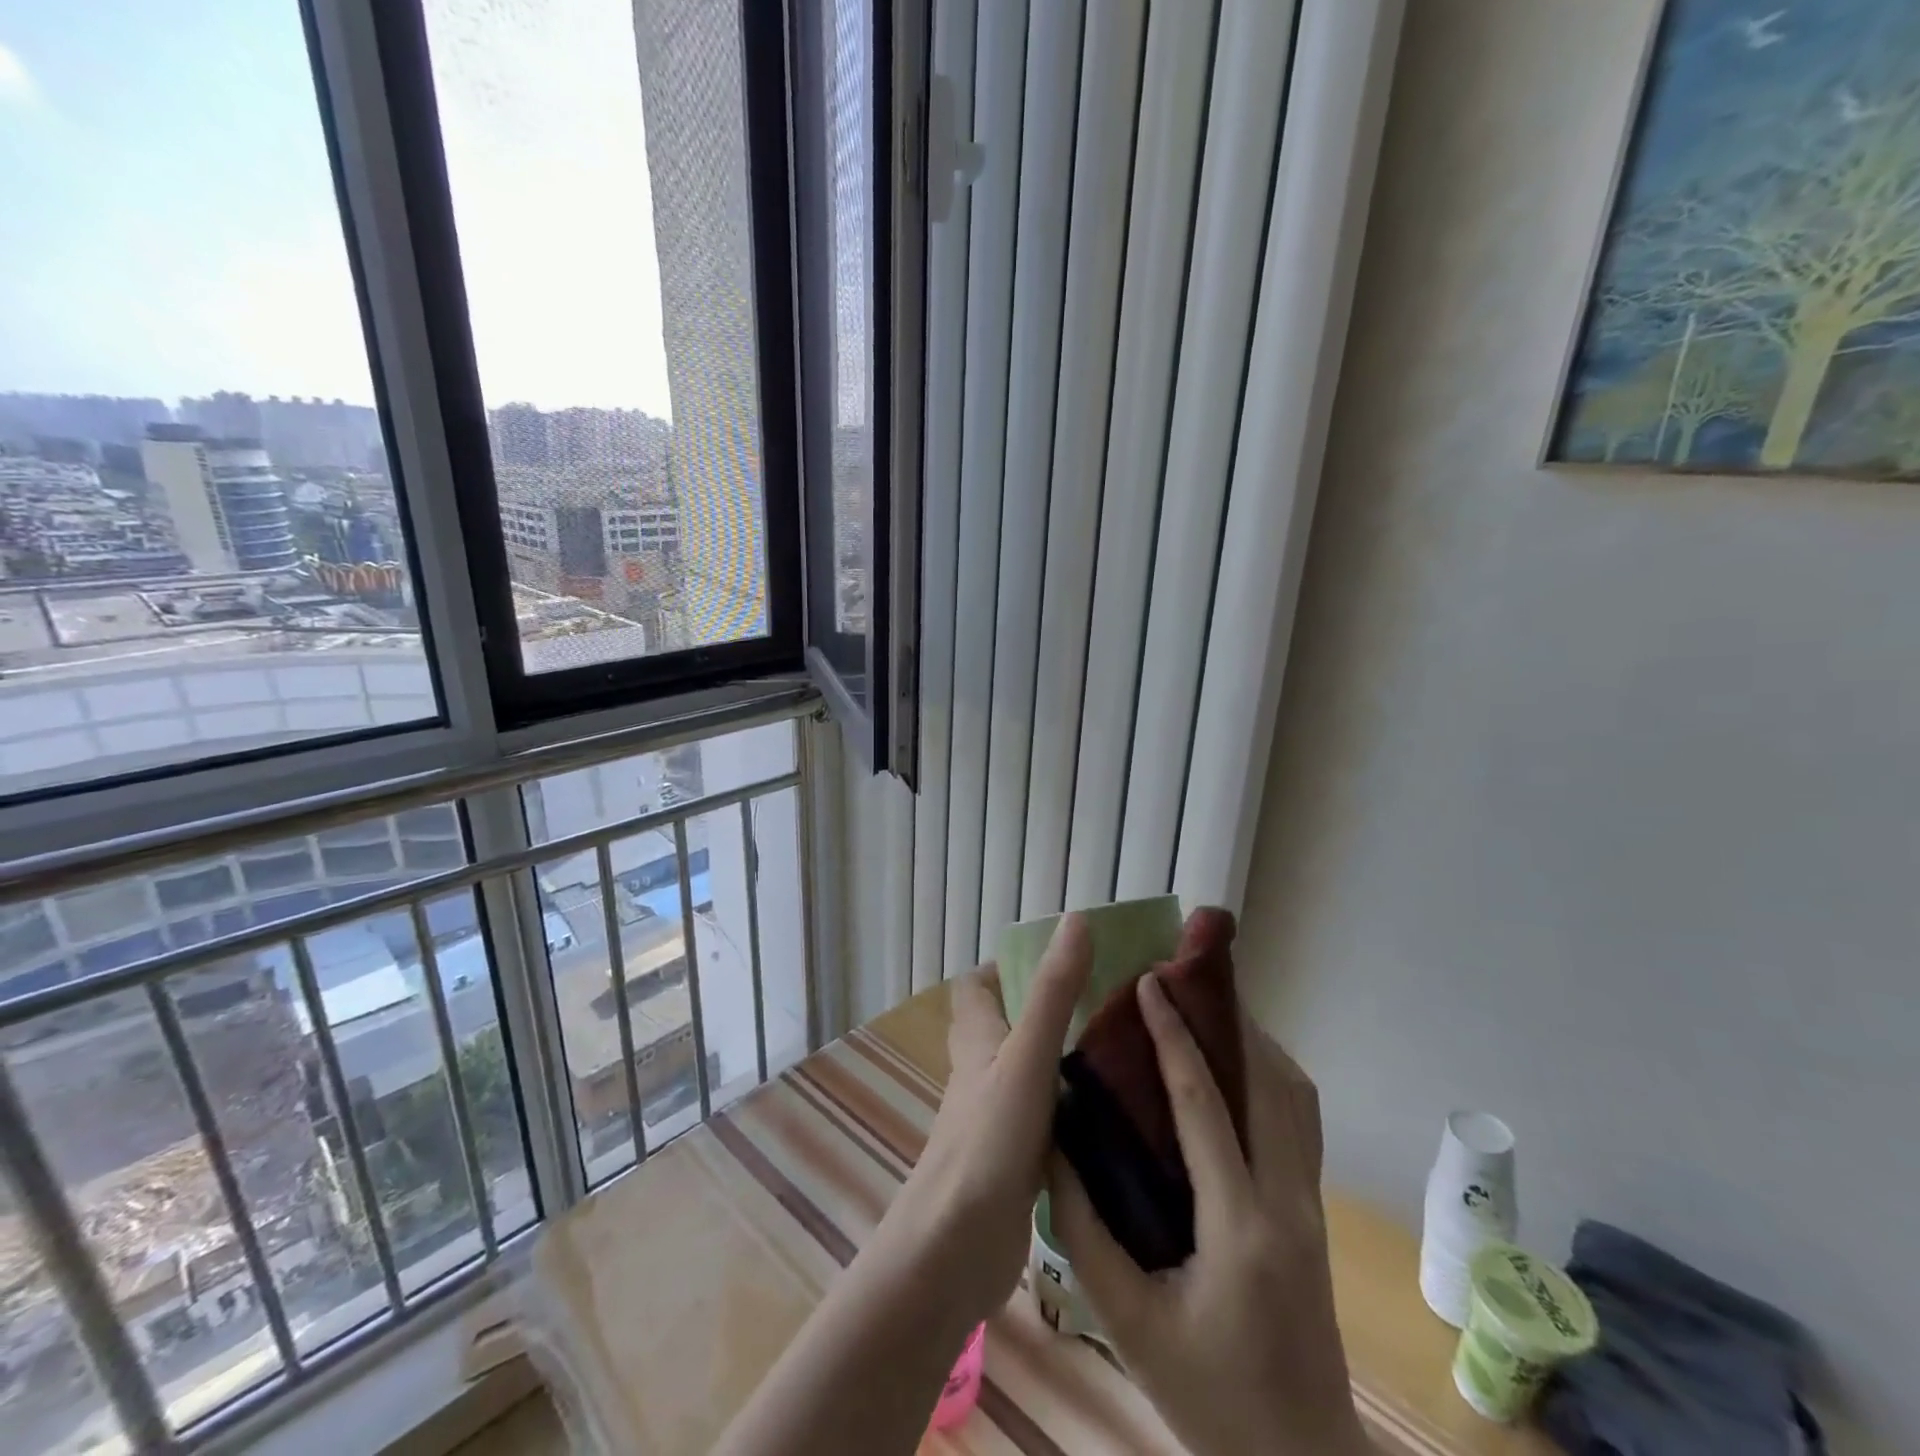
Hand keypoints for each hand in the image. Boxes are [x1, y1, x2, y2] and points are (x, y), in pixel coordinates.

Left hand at [882, 914, 1090, 1329]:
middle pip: (1005, 1026)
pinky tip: (1113, 1117)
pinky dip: (1071, 1109)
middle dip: (1046, 1010)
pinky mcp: (1014, 1161)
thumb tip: (1076, 921)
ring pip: (1028, 1072)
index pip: (975, 986)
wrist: (956, 1250)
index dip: (1005, 966)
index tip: (1057, 961)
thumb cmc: (987, 1141)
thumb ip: (1053, 992)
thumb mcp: (1026, 1057)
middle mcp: (981, 1072)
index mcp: (976, 1039)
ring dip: (1063, 1059)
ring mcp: (996, 1118)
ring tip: (1119, 1052)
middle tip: (1104, 1005)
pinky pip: (1045, 1119)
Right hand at [1051, 973, 1366, 1455]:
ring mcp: (1311, 1203)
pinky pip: (1299, 1118)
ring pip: (1294, 1094)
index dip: (1174, 1035)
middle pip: (1267, 1080)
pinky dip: (1271, 1071)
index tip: (1149, 982)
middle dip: (1225, 1017)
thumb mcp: (1127, 1321)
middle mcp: (1288, 1200)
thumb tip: (1053, 1147)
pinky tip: (1236, 1065)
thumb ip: (1084, 1229)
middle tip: (1181, 976)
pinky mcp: (1314, 1210)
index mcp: (1240, 1226)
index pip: (1205, 1104)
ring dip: (1253, 1038)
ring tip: (1206, 1005)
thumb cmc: (1208, 1398)